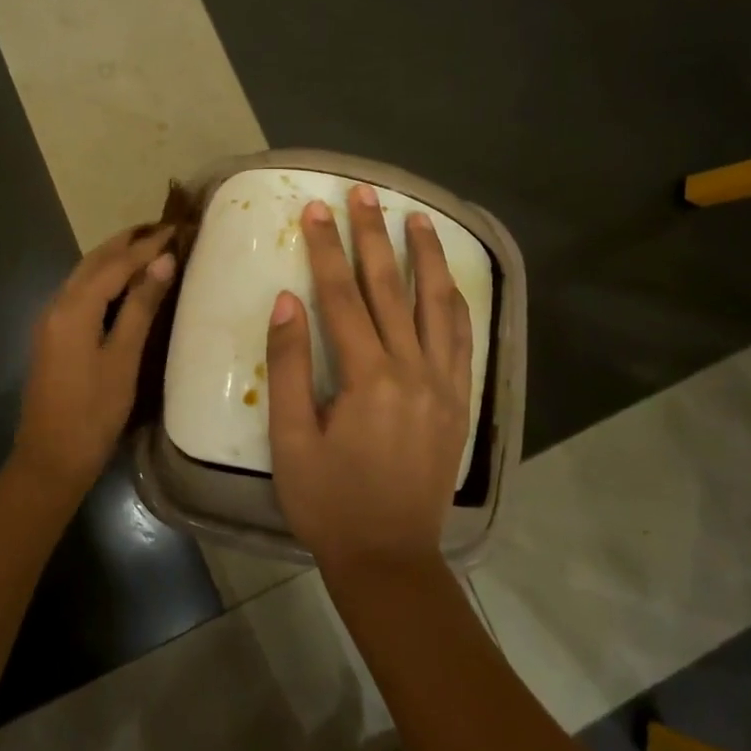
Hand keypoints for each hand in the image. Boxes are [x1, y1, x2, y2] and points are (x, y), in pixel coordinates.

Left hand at [13, 223, 178, 493]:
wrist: (50, 459)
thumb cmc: (93, 413)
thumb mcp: (123, 359)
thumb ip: (140, 307)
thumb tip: (163, 261)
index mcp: (74, 308)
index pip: (115, 264)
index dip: (146, 245)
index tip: (175, 228)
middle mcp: (57, 305)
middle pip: (93, 261)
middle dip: (126, 242)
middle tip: (160, 228)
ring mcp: (50, 321)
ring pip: (83, 275)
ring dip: (113, 257)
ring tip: (146, 247)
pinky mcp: (52, 336)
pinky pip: (79, 292)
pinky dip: (102, 278)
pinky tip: (121, 283)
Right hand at [266, 184, 471, 576]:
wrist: (390, 557)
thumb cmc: (328, 501)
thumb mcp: (290, 438)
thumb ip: (288, 365)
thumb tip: (287, 301)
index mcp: (367, 378)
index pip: (342, 296)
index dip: (327, 249)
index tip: (318, 209)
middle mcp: (412, 370)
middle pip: (391, 288)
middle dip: (374, 236)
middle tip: (365, 193)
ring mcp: (443, 384)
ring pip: (437, 304)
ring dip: (426, 257)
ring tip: (417, 217)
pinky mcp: (458, 401)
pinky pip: (462, 339)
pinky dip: (455, 302)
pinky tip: (448, 281)